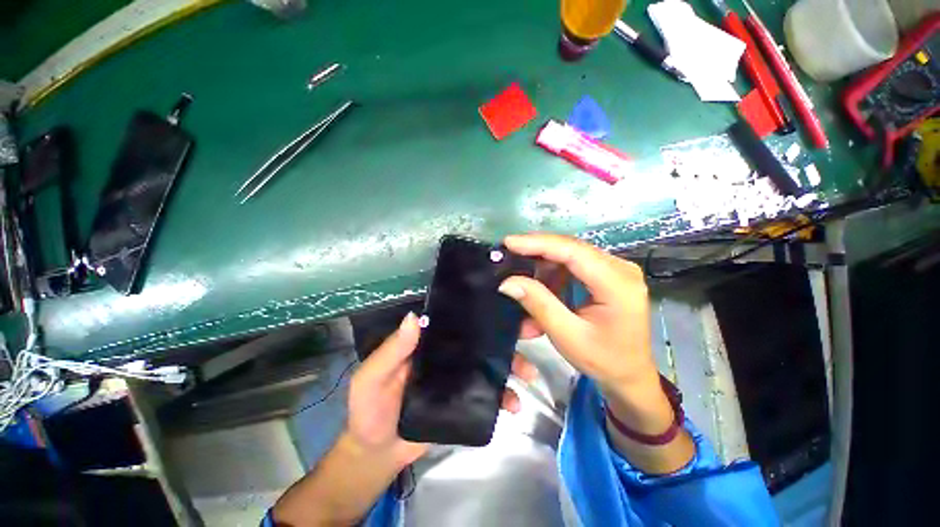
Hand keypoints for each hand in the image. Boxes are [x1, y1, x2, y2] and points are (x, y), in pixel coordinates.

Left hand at [347, 312, 537, 468]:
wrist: (378, 453)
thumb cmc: (370, 410)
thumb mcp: (372, 378)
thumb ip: (391, 351)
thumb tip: (414, 317)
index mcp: (429, 341)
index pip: (456, 319)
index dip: (478, 309)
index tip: (506, 300)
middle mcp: (449, 353)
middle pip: (481, 338)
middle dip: (507, 332)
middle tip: (533, 329)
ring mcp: (461, 376)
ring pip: (491, 363)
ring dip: (513, 364)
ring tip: (529, 373)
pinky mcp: (467, 400)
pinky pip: (491, 394)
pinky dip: (506, 396)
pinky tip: (515, 404)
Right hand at [497, 233, 680, 444]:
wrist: (630, 375)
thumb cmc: (604, 360)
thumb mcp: (568, 336)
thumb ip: (539, 305)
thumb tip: (508, 282)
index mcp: (618, 284)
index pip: (573, 252)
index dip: (538, 244)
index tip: (509, 243)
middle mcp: (620, 268)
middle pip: (571, 248)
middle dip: (536, 250)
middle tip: (508, 254)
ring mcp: (615, 269)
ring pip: (569, 255)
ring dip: (542, 265)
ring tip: (521, 278)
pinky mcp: (607, 274)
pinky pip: (573, 265)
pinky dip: (552, 274)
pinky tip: (539, 287)